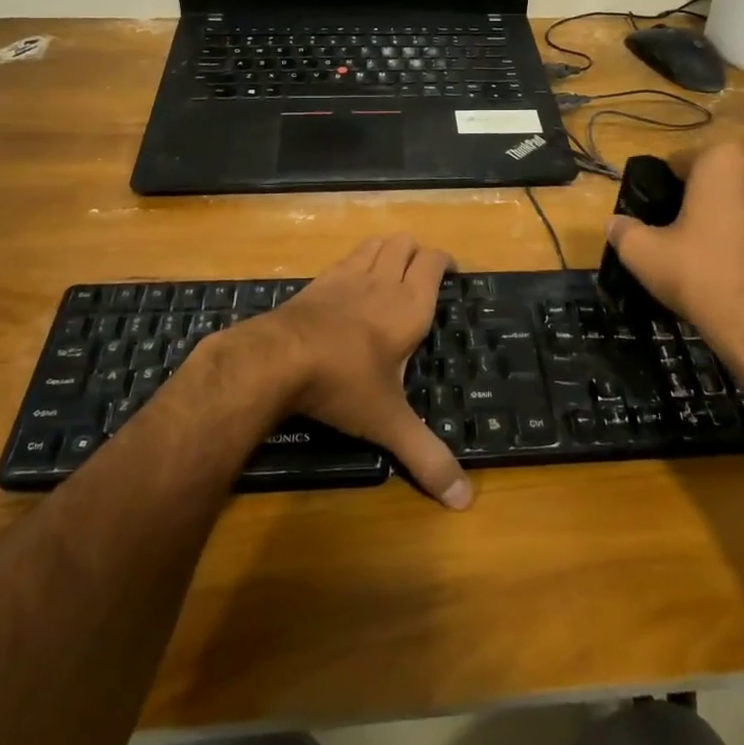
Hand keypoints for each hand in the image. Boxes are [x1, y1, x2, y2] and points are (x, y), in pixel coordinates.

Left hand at [265, 235, 472, 509]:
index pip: (435, 262)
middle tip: (422, 277)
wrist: (278, 358)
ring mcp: (347, 276)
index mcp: (410, 305)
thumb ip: (426, 457)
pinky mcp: (318, 281)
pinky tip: (350, 288)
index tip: (452, 273)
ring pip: (375, 243)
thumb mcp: (389, 422)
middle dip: (417, 253)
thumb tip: (465, 502)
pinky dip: (357, 262)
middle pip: (406, 242)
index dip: (446, 262)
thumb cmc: (344, 382)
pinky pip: (346, 258)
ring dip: (387, 251)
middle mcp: (382, 280)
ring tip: (390, 274)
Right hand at [605, 142, 743, 397]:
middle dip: (693, 198)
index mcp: (723, 157)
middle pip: (711, 176)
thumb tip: (614, 224)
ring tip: (702, 250)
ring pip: (738, 196)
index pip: (678, 163)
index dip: (660, 191)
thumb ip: (623, 231)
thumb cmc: (702, 276)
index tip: (652, 220)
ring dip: (720, 213)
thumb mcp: (644, 254)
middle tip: (674, 234)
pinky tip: (731, 262)